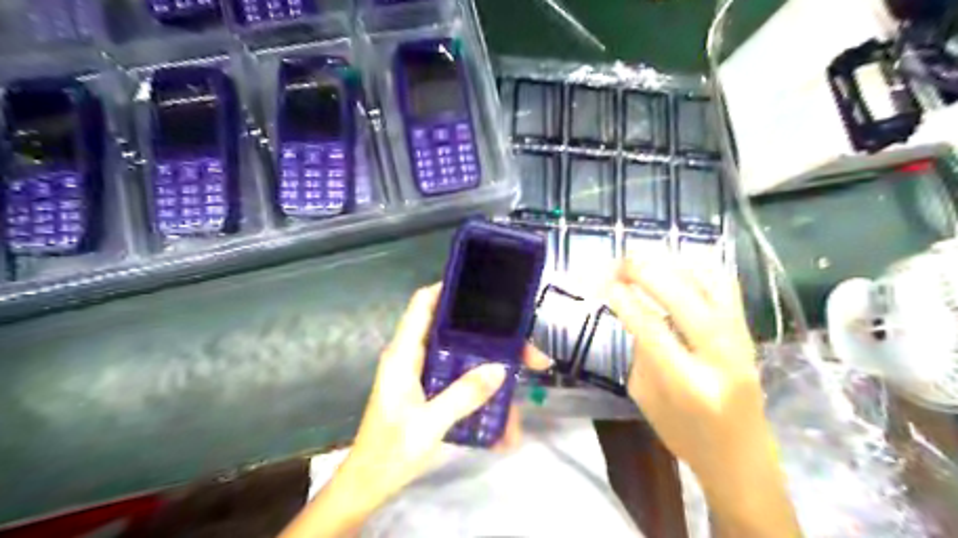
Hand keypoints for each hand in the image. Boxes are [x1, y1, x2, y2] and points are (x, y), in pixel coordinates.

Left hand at [281, 283, 545, 536]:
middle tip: (522, 343)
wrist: (369, 484)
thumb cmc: (390, 451)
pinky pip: (461, 377)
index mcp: (404, 354)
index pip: (423, 304)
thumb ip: (462, 395)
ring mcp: (423, 374)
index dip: (448, 289)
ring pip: (462, 355)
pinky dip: (482, 384)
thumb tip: (500, 369)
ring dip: (491, 362)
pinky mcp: (430, 390)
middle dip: (488, 334)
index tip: (482, 287)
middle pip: (453, 330)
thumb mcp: (428, 424)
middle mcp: (414, 356)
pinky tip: (504, 404)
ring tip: (524, 372)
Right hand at [604, 257, 801, 535]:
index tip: (605, 284)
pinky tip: (676, 266)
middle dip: (648, 272)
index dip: (625, 301)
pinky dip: (699, 270)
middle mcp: (719, 359)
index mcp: (687, 385)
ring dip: (674, 265)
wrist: (742, 459)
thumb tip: (634, 310)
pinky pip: (727, 289)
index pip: (652, 330)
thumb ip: (639, 352)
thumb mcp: (646, 399)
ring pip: (712, 287)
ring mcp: (740, 343)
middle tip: (621, 262)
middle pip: (684, 299)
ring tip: (645, 260)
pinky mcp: (749, 335)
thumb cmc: (684, 436)